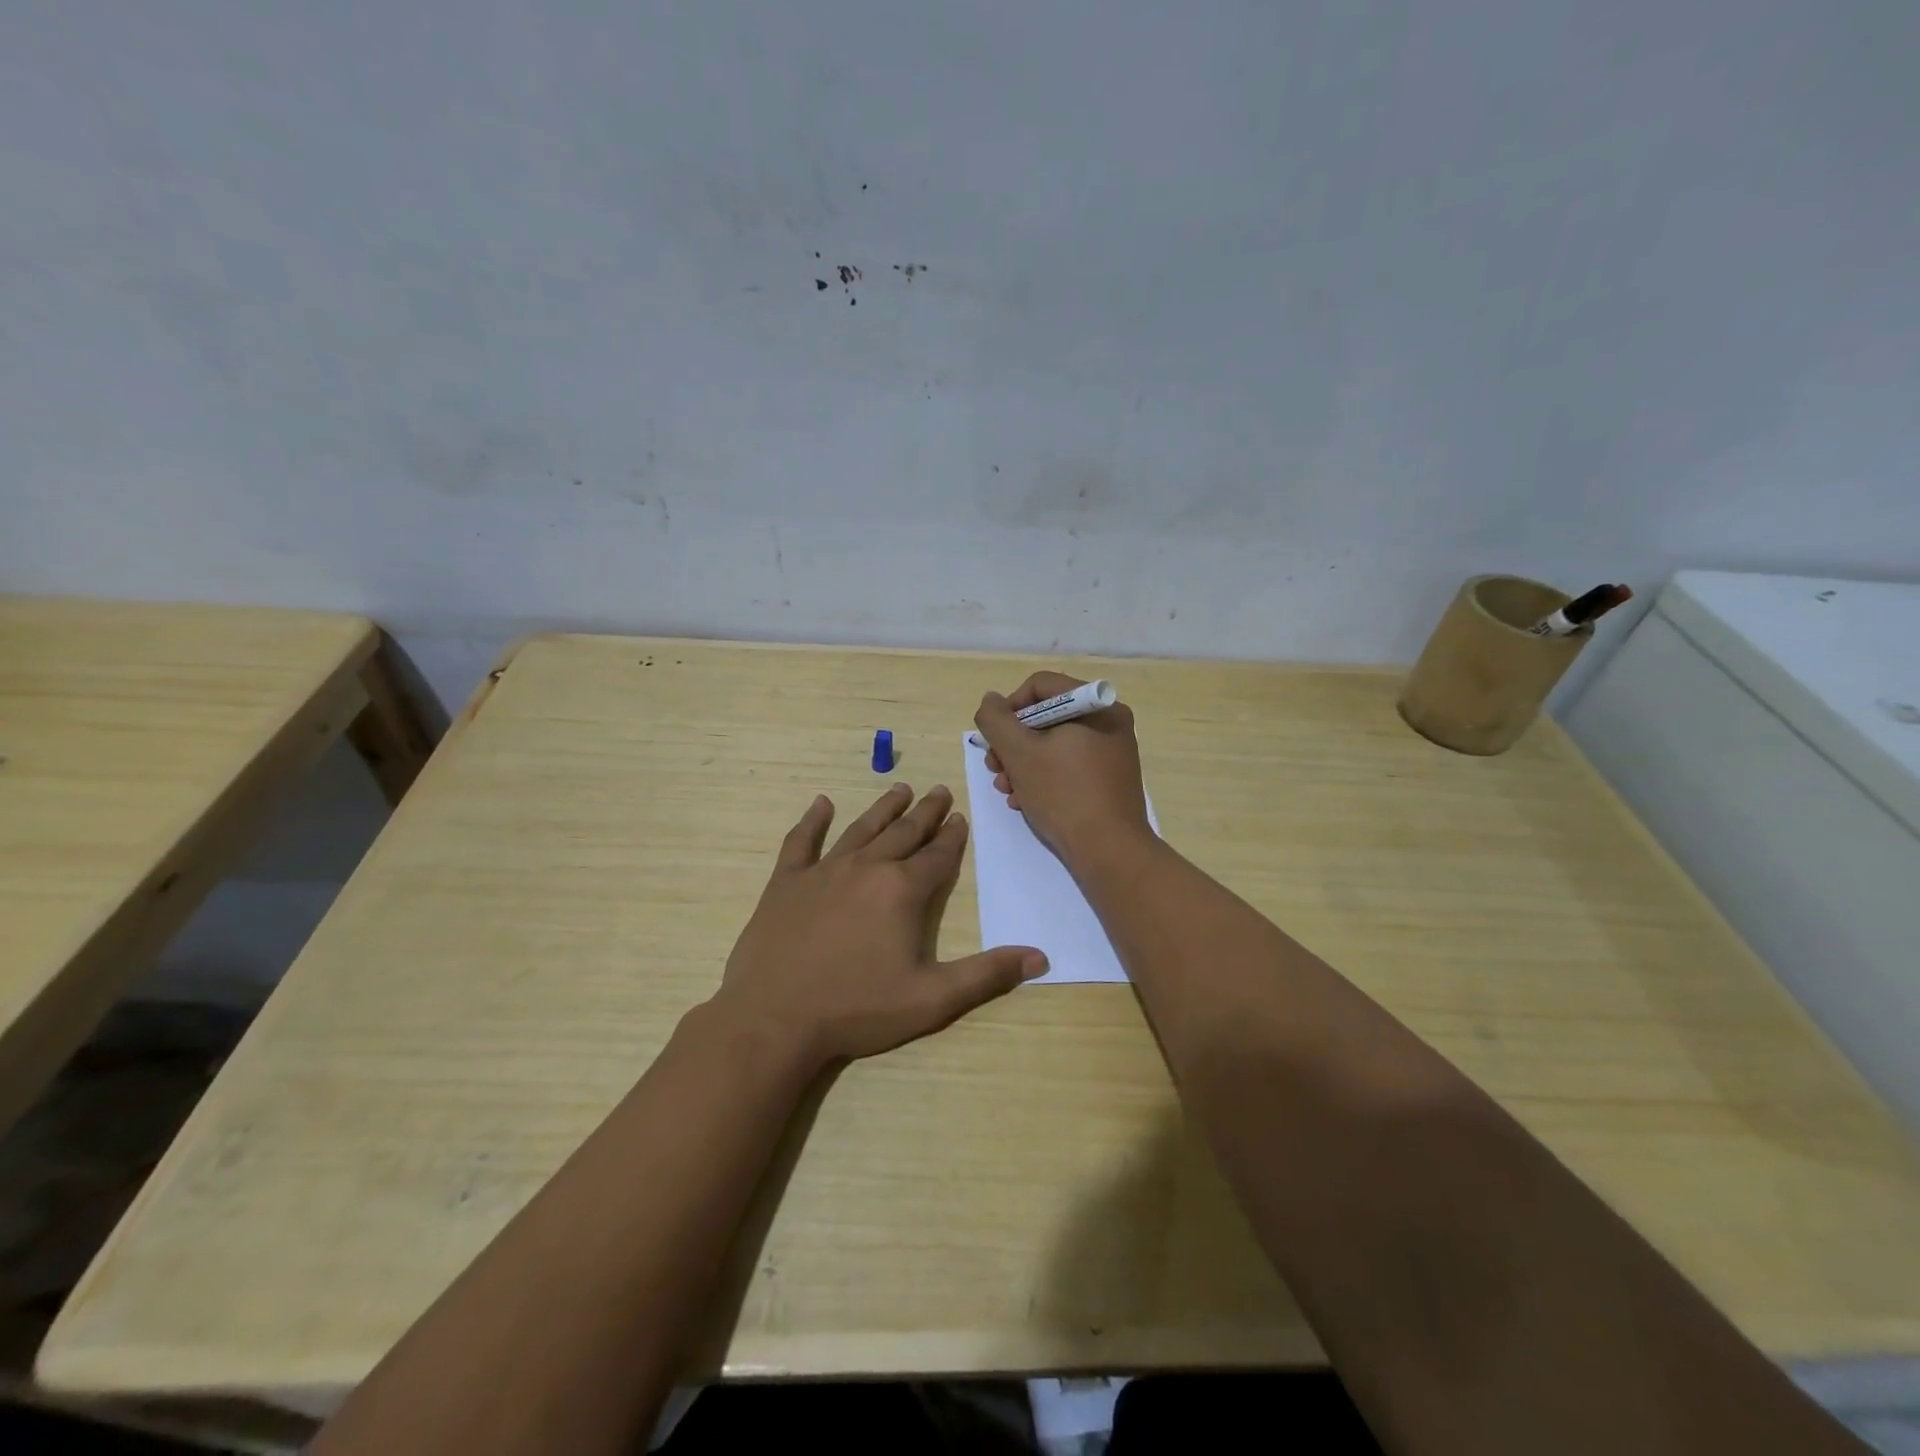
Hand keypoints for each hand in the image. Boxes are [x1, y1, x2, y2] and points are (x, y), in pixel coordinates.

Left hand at [712, 784, 1046, 1069]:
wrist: (774, 1018)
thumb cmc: (857, 1009)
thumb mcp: (932, 1000)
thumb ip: (986, 975)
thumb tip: (1039, 956)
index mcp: (903, 890)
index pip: (937, 855)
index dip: (952, 837)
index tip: (960, 817)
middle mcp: (867, 867)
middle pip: (904, 832)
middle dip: (925, 812)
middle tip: (939, 790)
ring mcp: (823, 871)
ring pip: (861, 829)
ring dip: (883, 808)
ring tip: (899, 789)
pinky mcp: (786, 882)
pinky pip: (801, 841)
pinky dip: (812, 820)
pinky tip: (820, 804)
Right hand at [973, 672, 1151, 865]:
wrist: (1110, 851)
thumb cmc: (1063, 794)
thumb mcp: (1019, 753)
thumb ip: (997, 720)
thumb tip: (991, 701)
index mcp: (1096, 705)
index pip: (1040, 685)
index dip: (1009, 708)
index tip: (994, 738)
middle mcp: (1109, 721)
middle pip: (1046, 716)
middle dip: (1013, 743)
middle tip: (994, 768)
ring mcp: (1112, 751)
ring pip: (1054, 744)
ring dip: (1022, 763)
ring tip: (1006, 789)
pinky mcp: (1110, 779)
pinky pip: (1069, 764)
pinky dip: (1044, 777)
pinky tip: (1025, 800)